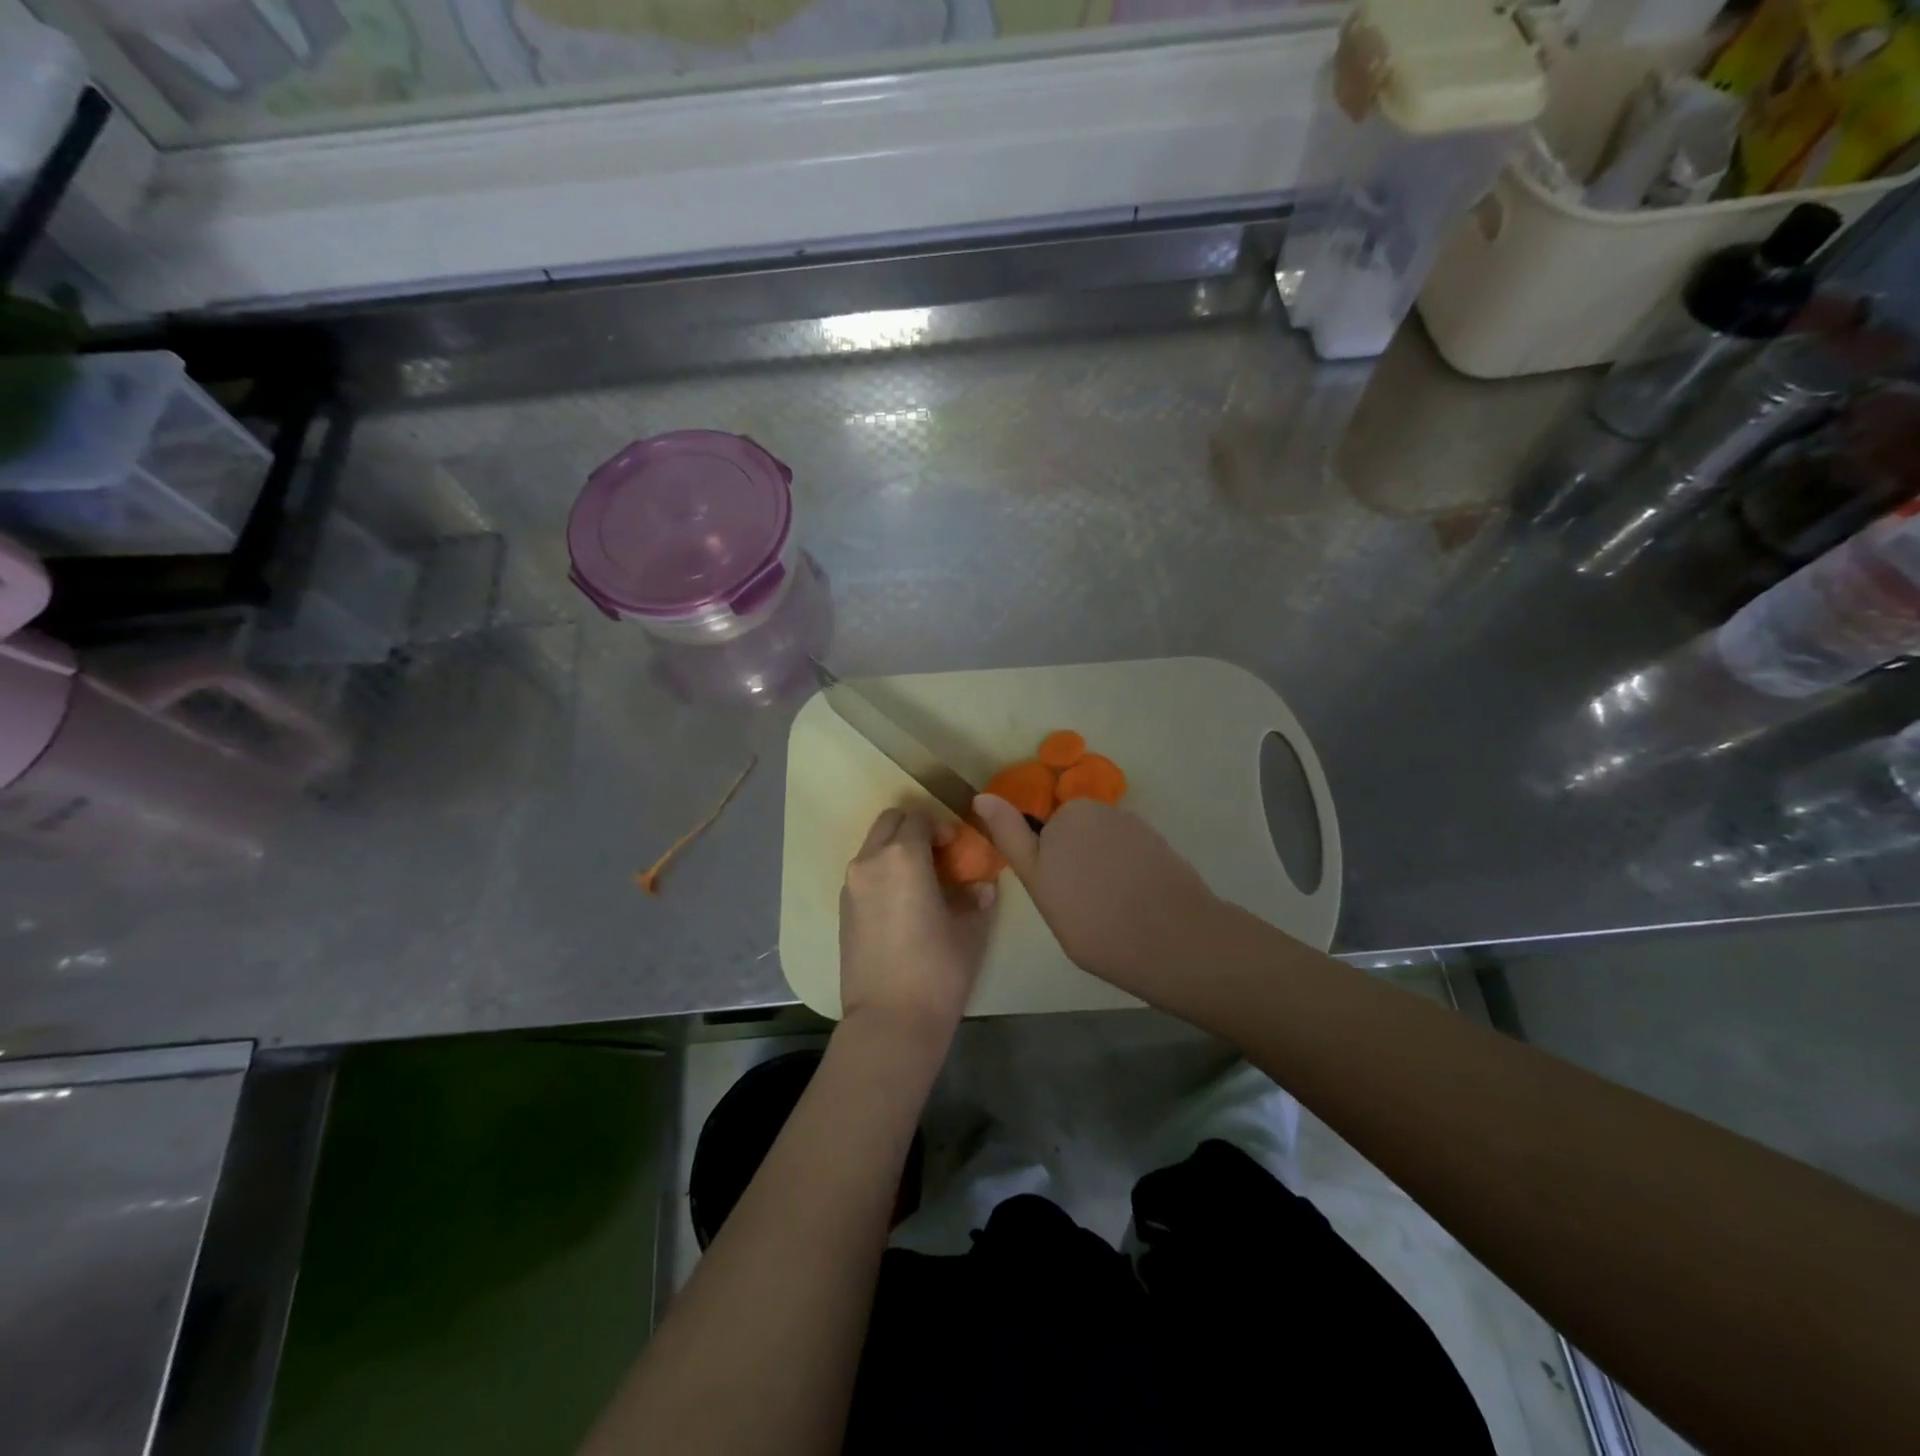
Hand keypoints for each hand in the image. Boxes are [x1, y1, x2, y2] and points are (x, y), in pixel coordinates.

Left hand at [839, 809, 993, 1042]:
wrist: (889, 1021)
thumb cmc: (937, 971)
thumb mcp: (969, 932)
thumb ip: (976, 899)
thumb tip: (981, 886)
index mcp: (903, 857)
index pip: (918, 818)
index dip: (940, 827)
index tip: (956, 849)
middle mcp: (870, 862)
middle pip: (889, 822)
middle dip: (913, 830)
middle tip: (937, 857)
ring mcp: (851, 886)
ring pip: (872, 848)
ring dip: (895, 851)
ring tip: (920, 883)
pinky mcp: (842, 910)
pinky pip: (863, 874)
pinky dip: (881, 874)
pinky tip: (901, 905)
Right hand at [973, 795, 1222, 1005]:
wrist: (1172, 940)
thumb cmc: (1092, 919)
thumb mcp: (1038, 882)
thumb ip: (1011, 836)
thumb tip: (981, 797)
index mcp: (1067, 815)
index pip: (1044, 834)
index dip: (1048, 866)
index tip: (1058, 896)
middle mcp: (1102, 810)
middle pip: (1076, 836)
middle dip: (1074, 863)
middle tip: (1078, 908)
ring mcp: (1137, 827)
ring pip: (1104, 848)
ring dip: (1103, 871)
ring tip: (1110, 912)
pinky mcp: (1162, 846)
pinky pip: (1132, 857)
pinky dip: (1129, 876)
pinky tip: (1135, 907)